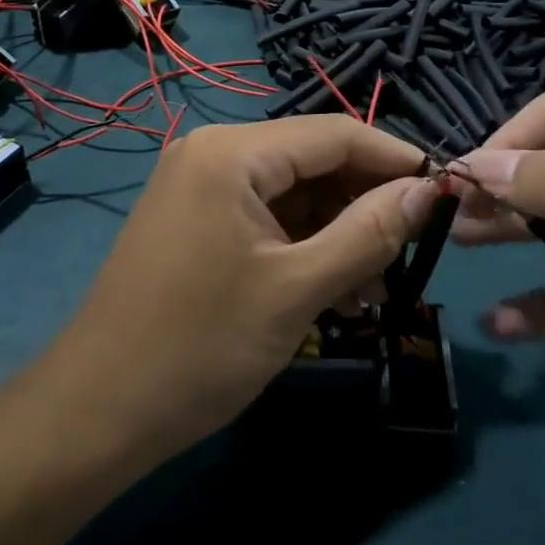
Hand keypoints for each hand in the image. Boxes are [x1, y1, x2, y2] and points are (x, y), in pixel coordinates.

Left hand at [46, 117, 438, 460]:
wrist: (97, 411)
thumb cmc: (201, 347)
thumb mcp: (297, 290)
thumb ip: (368, 233)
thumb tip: (428, 190)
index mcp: (232, 152)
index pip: (334, 133)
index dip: (395, 158)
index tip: (446, 192)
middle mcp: (213, 152)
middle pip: (312, 160)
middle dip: (365, 203)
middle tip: (412, 253)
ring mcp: (198, 185)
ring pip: (291, 193)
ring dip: (338, 232)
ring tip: (377, 288)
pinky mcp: (193, 219)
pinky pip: (263, 216)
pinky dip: (302, 245)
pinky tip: (335, 291)